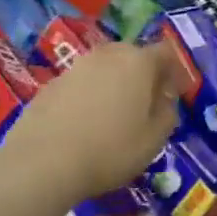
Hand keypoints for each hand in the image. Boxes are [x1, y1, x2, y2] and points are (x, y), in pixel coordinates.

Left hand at [0, 41, 182, 201]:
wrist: (43, 162)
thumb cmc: (111, 150)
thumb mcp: (154, 139)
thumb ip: (167, 113)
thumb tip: (165, 100)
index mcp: (138, 62)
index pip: (165, 52)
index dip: (173, 71)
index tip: (173, 94)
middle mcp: (107, 55)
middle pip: (132, 55)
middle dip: (143, 75)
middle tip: (146, 105)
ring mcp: (75, 67)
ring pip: (104, 69)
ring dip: (114, 85)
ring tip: (113, 117)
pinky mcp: (50, 85)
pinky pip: (80, 84)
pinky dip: (88, 97)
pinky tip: (85, 125)